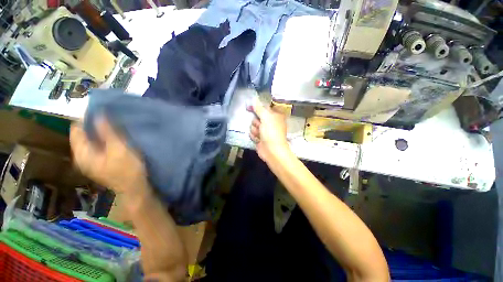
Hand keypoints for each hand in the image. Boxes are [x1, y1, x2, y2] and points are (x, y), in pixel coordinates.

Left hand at [70, 118, 148, 196]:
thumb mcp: (119, 148)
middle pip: (83, 133)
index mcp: (82, 153)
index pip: (77, 128)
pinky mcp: (99, 161)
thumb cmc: (128, 169)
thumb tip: (99, 113)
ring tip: (114, 124)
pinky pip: (97, 144)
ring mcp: (90, 159)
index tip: (102, 110)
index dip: (87, 118)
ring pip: (90, 139)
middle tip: (110, 116)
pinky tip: (115, 136)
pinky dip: (104, 138)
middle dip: (94, 123)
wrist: (135, 187)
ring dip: (100, 131)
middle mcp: (81, 155)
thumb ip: (108, 131)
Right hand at [248, 99, 289, 161]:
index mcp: (275, 115)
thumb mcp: (266, 117)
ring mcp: (264, 130)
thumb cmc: (272, 132)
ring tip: (260, 134)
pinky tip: (258, 139)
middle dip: (256, 122)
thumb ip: (259, 108)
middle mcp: (270, 122)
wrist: (272, 150)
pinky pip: (252, 133)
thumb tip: (254, 100)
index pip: (264, 107)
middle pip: (256, 117)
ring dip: (255, 130)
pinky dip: (254, 136)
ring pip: (253, 125)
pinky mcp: (259, 137)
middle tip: (260, 126)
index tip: (249, 107)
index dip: (257, 107)